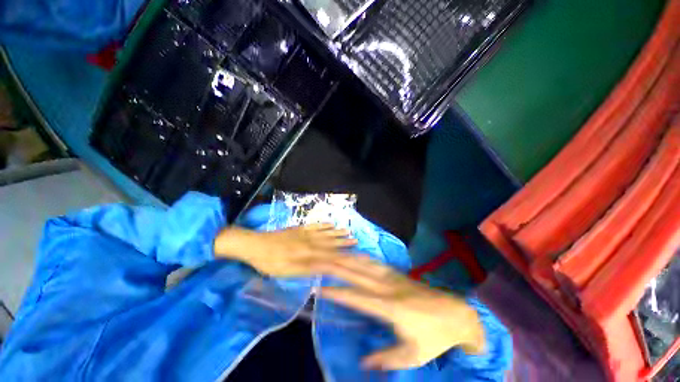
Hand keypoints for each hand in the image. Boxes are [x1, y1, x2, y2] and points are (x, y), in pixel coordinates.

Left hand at [214, 223, 356, 276]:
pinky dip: (323, 224)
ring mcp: (305, 233)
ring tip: (348, 231)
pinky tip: (329, 223)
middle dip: (344, 242)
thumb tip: (326, 267)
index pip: (330, 254)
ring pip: (325, 232)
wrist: (255, 245)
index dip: (343, 254)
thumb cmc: (270, 262)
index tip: (354, 254)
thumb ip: (308, 268)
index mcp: (308, 253)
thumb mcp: (288, 271)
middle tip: (356, 240)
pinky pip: (314, 225)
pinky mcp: (299, 228)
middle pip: (330, 241)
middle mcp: (310, 241)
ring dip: (337, 232)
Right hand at [313, 256, 484, 369]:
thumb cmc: (434, 336)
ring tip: (334, 254)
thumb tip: (363, 362)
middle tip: (322, 262)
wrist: (455, 314)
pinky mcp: (398, 274)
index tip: (321, 289)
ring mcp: (393, 278)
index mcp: (389, 308)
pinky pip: (376, 263)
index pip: (357, 298)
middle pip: (358, 275)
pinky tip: (356, 254)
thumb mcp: (413, 355)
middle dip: (338, 268)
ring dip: (349, 258)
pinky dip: (363, 257)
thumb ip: (386, 359)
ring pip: (366, 264)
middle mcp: (388, 288)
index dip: (338, 292)